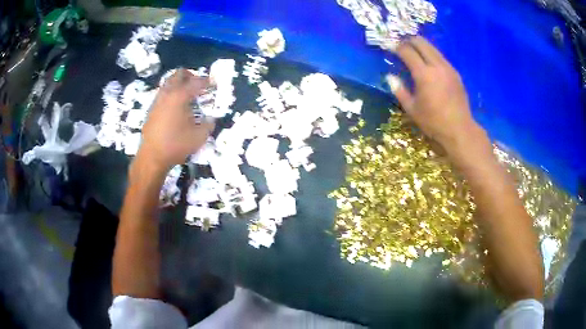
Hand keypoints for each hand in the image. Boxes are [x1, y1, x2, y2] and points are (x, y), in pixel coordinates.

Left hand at [139, 69, 213, 171]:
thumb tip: (211, 120)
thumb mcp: (199, 137)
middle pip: (178, 74)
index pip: (196, 82)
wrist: (152, 157)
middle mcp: (167, 94)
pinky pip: (163, 94)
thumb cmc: (176, 145)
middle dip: (190, 76)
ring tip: (187, 96)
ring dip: (179, 84)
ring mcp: (157, 101)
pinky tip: (175, 108)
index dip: (207, 81)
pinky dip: (171, 94)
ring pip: (168, 83)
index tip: (213, 84)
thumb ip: (208, 125)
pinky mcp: (151, 110)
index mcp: (180, 96)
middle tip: (198, 85)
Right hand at [388, 37, 485, 157]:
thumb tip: (390, 76)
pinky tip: (428, 63)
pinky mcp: (455, 73)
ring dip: (421, 46)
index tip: (390, 47)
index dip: (397, 47)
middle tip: (401, 45)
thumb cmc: (433, 122)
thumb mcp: (412, 109)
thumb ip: (399, 90)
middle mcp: (436, 66)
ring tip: (414, 50)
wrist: (460, 129)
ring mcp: (448, 68)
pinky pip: (441, 57)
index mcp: (424, 74)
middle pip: (421, 43)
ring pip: (432, 48)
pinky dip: (431, 54)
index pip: (407, 52)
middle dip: (409, 40)